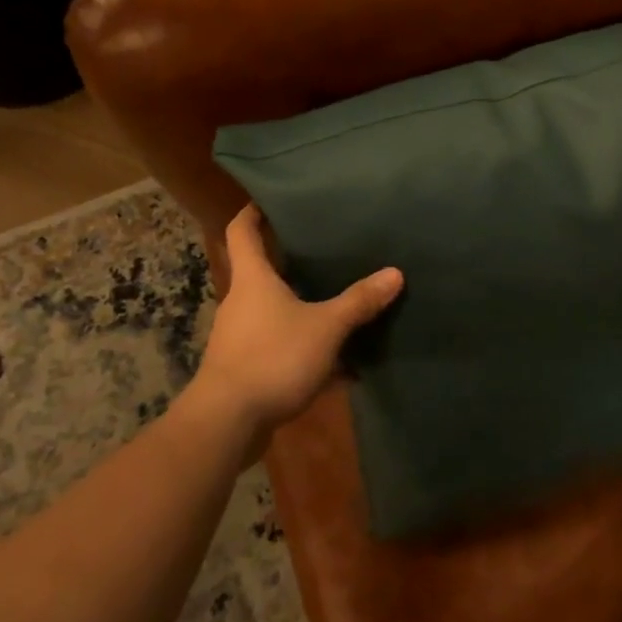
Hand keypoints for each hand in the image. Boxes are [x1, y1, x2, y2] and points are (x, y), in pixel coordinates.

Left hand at [194, 206, 403, 447]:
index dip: (253, 211)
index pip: (242, 231)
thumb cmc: (272, 358)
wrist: (227, 422)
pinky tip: (339, 365)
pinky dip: (306, 349)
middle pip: (261, 271)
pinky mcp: (245, 368)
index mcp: (253, 280)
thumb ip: (359, 301)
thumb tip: (395, 273)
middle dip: (290, 262)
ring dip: (302, 308)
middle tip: (325, 249)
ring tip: (339, 304)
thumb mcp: (326, 328)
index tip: (270, 199)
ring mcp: (240, 337)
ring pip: (275, 312)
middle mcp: (242, 302)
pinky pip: (280, 347)